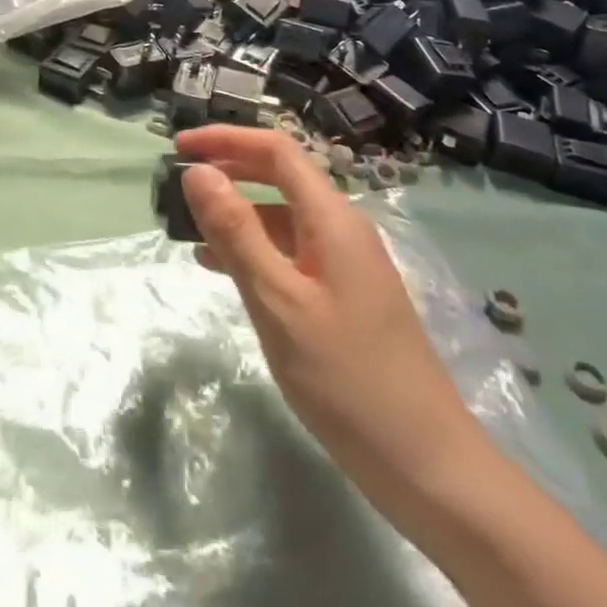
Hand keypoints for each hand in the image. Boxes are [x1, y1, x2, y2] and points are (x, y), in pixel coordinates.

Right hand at [175, 126, 495, 515]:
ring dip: (235, 214)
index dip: (226, 139)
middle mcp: (342, 230)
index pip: (276, 150)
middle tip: (178, 184)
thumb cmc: (347, 378)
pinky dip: (253, 249)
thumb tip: (198, 171)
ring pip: (282, 217)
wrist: (428, 467)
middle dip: (228, 171)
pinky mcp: (344, 297)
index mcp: (332, 219)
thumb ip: (236, 231)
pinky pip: (290, 253)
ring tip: (188, 231)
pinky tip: (222, 270)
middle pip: (280, 177)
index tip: (179, 145)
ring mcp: (346, 264)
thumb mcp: (278, 301)